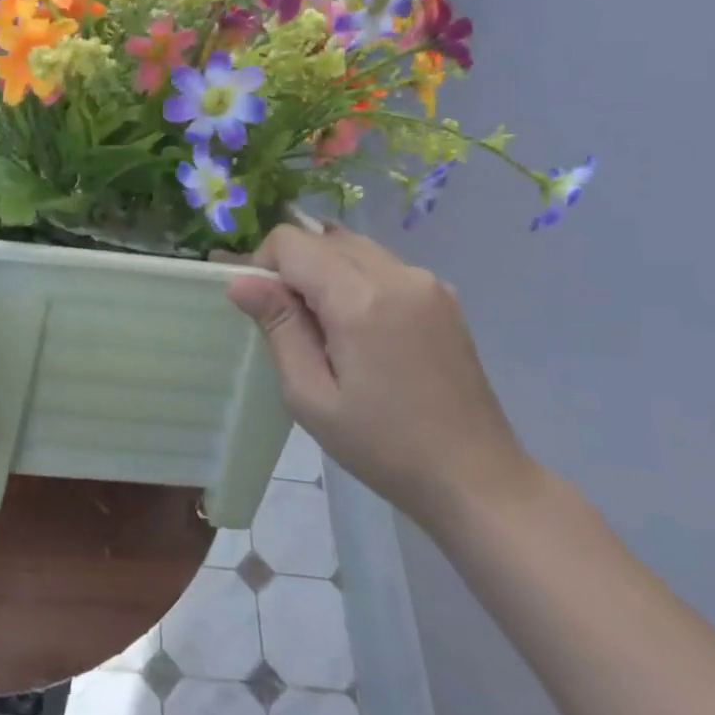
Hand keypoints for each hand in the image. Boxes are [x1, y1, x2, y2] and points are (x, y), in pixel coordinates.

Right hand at [227, 224, 536, 534]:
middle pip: (323, 238)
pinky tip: (363, 332)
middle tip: (295, 327)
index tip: (267, 313)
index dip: (264, 267)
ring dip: (326, 272)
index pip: (291, 241)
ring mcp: (427, 282)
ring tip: (329, 331)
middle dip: (294, 269)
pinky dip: (357, 281)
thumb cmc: (381, 445)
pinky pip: (383, 265)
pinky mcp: (443, 296)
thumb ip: (278, 327)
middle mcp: (398, 274)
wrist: (474, 476)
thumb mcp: (311, 395)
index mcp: (361, 298)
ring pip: (353, 247)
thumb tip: (240, 281)